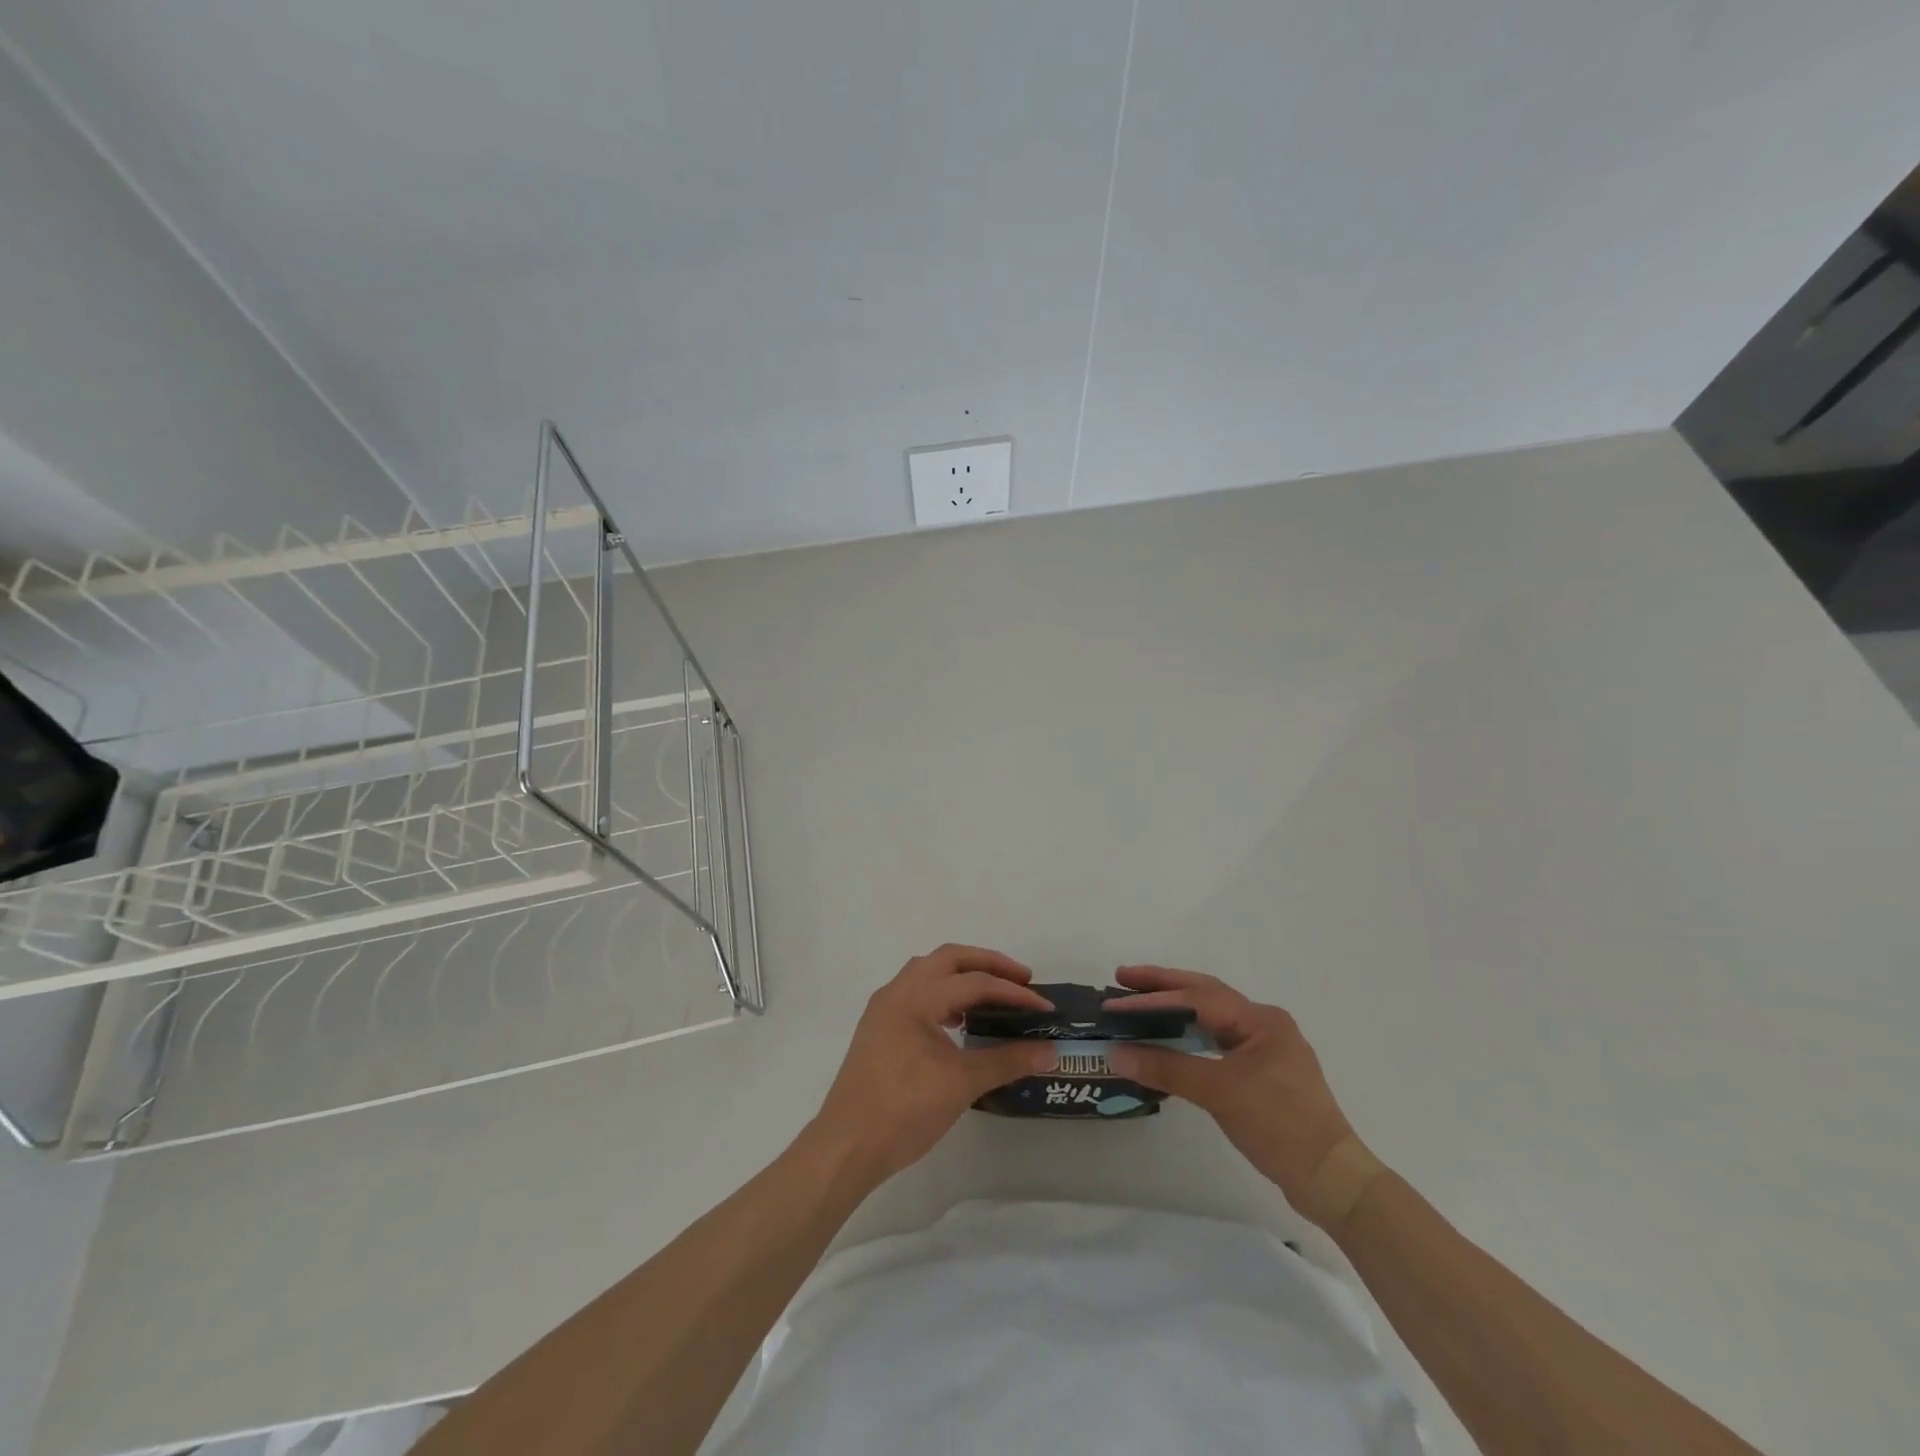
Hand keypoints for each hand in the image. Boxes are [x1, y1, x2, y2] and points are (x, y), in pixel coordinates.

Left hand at [811, 945, 1057, 1182]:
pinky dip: (944, 994)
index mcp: (916, 996)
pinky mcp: (879, 1028)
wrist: (846, 1146)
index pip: (975, 982)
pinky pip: (917, 993)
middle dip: (988, 964)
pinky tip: (960, 1020)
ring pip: (929, 972)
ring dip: (963, 975)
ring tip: (994, 996)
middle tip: (1021, 981)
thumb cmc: (904, 1109)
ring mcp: (884, 1009)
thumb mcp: (962, 1083)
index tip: (1045, 1007)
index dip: (1014, 993)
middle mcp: (897, 991)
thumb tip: (1050, 1051)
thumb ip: (1008, 1060)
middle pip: (949, 958)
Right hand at [1105, 966, 1373, 1227]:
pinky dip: (1188, 1039)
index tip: (1115, 1003)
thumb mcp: (1220, 1093)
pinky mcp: (1262, 1075)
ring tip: (1138, 1005)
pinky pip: (1216, 1044)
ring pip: (1211, 1019)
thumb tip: (1116, 1053)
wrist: (1331, 1180)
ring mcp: (1265, 1050)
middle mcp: (1264, 1025)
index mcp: (1260, 1019)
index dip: (1154, 999)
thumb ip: (1167, 1068)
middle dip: (1163, 986)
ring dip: (1175, 1011)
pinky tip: (1168, 1042)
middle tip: (1122, 978)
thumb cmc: (1279, 1125)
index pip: (1197, 999)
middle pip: (1205, 995)